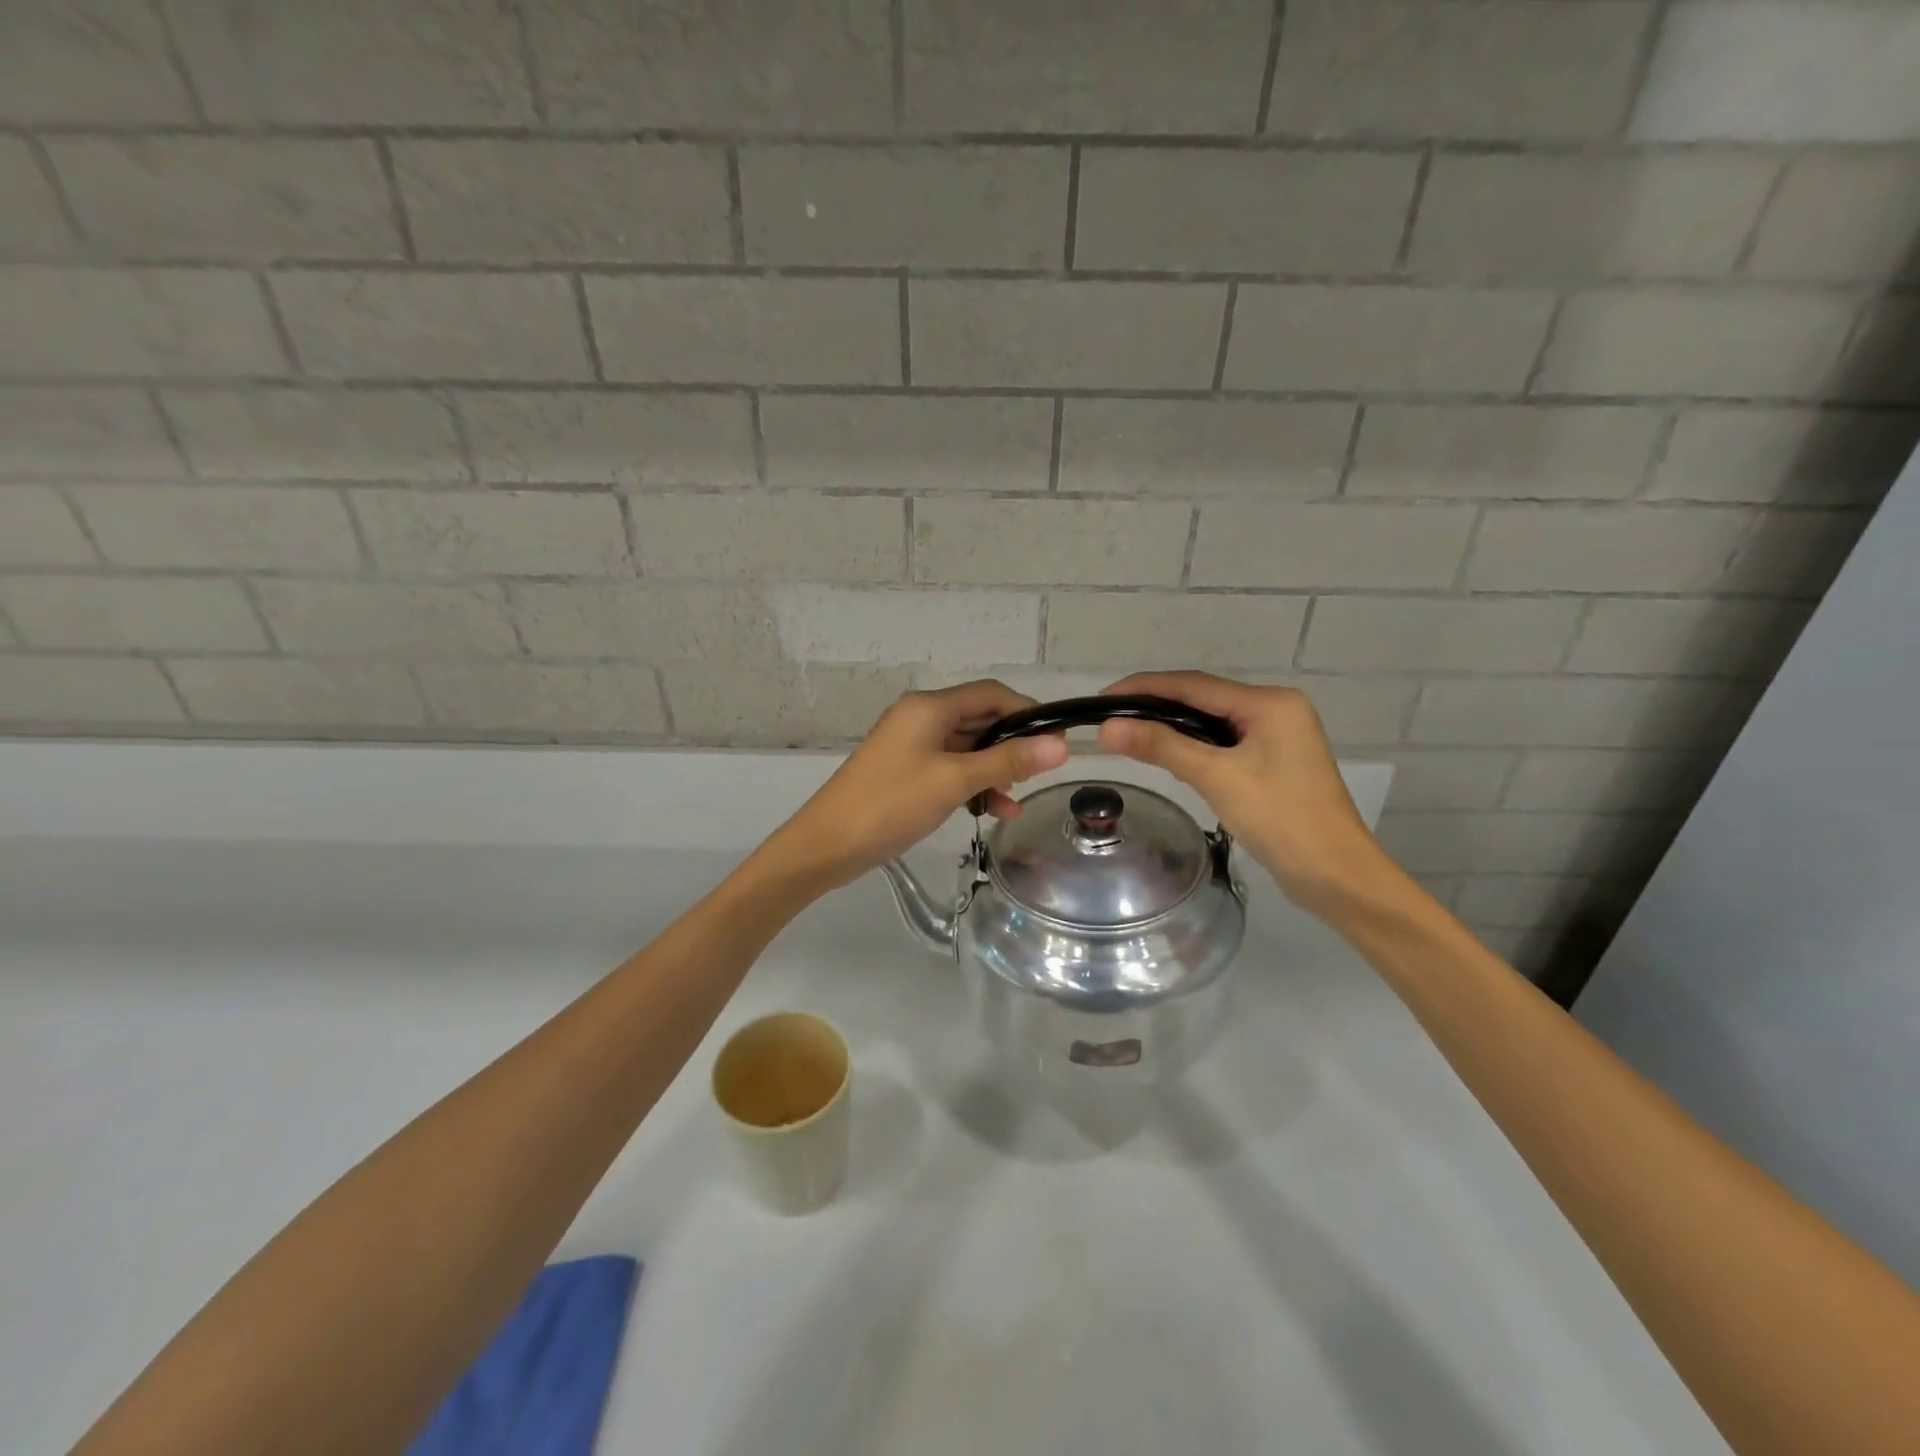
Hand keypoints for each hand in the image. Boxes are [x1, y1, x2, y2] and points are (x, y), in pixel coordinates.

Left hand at [765, 680, 1067, 889]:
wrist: (828, 844)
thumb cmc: (892, 804)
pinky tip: (991, 810)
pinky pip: (949, 769)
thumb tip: (1060, 745)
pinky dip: (972, 785)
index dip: (1027, 711)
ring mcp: (911, 745)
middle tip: (1040, 775)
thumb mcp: (955, 781)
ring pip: (967, 748)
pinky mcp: (906, 771)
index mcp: (930, 707)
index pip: (991, 693)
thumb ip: (1008, 760)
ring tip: (1014, 802)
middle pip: (980, 719)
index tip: (1057, 739)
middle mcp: (921, 717)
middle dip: (1011, 746)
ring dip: (993, 771)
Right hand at [1096, 671, 1391, 917]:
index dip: (1144, 688)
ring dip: (1173, 728)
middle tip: (1109, 719)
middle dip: (1155, 707)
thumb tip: (1108, 728)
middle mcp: (1276, 710)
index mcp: (1270, 703)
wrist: (1337, 877)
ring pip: (1212, 722)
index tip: (1102, 698)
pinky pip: (1224, 744)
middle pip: (1203, 699)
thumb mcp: (1217, 778)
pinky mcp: (1274, 762)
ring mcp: (1278, 737)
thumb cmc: (1281, 820)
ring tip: (1128, 736)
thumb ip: (1162, 747)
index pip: (1193, 685)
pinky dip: (1194, 747)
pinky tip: (1169, 758)